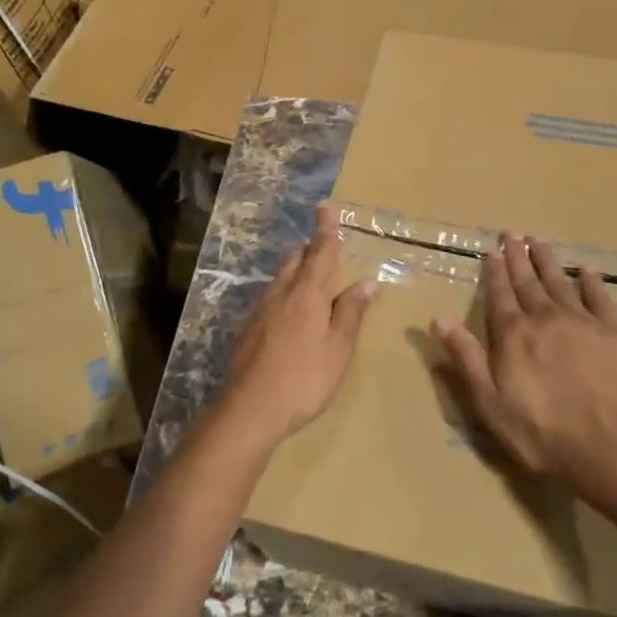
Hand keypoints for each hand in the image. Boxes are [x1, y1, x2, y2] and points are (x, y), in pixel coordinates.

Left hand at [220, 203, 376, 447]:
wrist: (249, 409)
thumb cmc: (304, 378)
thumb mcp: (338, 347)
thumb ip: (351, 312)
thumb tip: (368, 282)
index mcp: (307, 294)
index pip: (320, 251)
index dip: (326, 229)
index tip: (326, 206)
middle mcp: (281, 293)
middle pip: (295, 259)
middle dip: (310, 248)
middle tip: (323, 247)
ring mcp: (260, 311)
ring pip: (280, 278)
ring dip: (295, 270)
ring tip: (309, 279)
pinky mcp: (247, 330)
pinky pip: (270, 299)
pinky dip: (284, 294)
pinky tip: (288, 315)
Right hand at [431, 234, 616, 488]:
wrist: (604, 444)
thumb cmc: (538, 429)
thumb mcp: (488, 400)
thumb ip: (465, 356)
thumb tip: (437, 319)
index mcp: (513, 333)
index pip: (500, 293)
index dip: (495, 271)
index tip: (492, 251)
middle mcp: (545, 316)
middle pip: (528, 280)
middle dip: (518, 256)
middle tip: (512, 234)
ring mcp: (582, 320)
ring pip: (560, 281)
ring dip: (547, 260)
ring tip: (539, 241)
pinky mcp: (613, 331)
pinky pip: (599, 296)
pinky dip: (591, 281)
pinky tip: (585, 270)